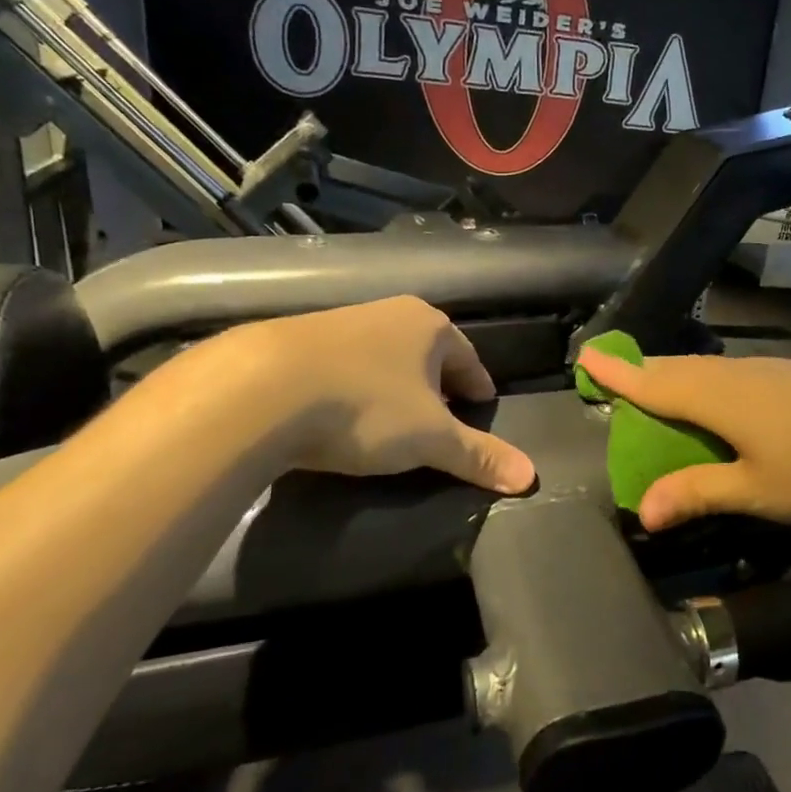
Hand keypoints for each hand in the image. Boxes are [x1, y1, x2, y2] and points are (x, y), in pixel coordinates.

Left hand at [240, 297, 535, 493]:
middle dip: (437, 385)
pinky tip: (343, 415)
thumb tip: (530, 477)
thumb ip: (479, 456)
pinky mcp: (296, 343)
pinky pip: (343, 367)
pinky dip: (354, 389)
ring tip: (393, 421)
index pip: (468, 357)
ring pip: (383, 358)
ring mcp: (339, 324)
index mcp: (428, 326)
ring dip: (394, 386)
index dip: (478, 386)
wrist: (260, 390)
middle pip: (426, 354)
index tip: (481, 407)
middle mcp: (386, 314)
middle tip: (443, 419)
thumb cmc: (365, 406)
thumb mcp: (430, 438)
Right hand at [575, 349, 790, 530]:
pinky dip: (710, 387)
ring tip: (661, 393)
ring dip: (678, 379)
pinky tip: (722, 405)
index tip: (586, 357)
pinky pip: (735, 377)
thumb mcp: (759, 491)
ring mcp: (773, 371)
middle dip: (644, 372)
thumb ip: (699, 492)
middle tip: (616, 378)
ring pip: (709, 371)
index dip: (618, 373)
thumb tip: (645, 510)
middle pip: (679, 369)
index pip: (654, 382)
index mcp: (720, 396)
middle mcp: (740, 373)